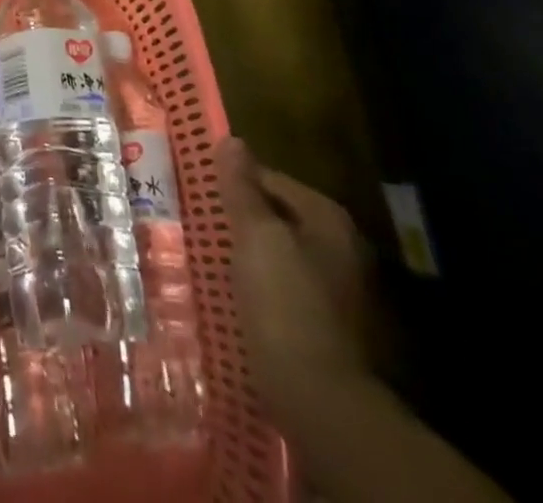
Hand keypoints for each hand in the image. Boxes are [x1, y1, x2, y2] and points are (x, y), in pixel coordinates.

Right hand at [216, 138, 376, 416]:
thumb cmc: (285, 304)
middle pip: (280, 218)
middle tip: (201, 223)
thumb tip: (232, 140)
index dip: (235, 182)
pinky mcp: (330, 328)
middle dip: (243, 220)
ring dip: (251, 256)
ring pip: (282, 256)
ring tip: (211, 258)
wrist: (321, 402)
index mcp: (328, 218)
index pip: (272, 179)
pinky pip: (287, 291)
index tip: (201, 192)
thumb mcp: (256, 236)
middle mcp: (342, 247)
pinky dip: (263, 288)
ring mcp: (341, 291)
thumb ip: (242, 187)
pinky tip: (237, 297)